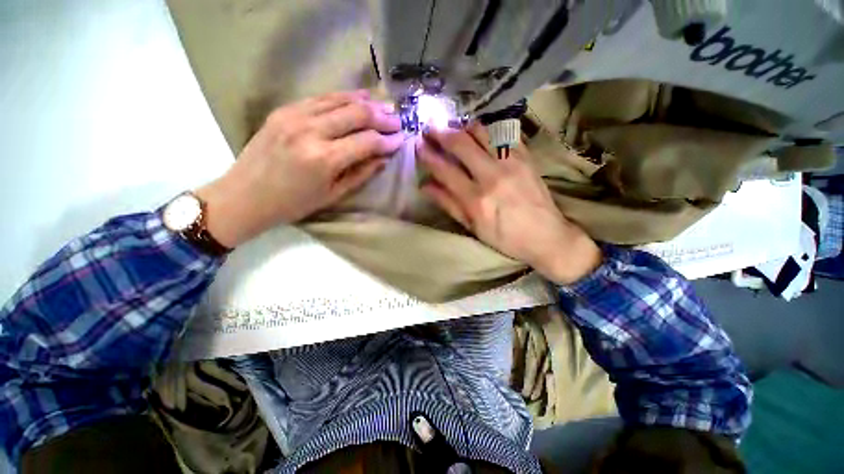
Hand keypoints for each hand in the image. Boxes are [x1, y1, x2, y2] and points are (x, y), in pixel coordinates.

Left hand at [197, 90, 402, 246]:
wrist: (245, 195)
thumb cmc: (294, 203)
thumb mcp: (333, 194)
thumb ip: (361, 173)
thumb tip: (383, 158)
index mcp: (325, 159)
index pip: (367, 142)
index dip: (387, 140)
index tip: (401, 140)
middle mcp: (311, 131)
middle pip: (356, 115)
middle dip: (382, 117)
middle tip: (397, 121)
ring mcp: (295, 115)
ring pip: (340, 100)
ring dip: (366, 103)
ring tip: (384, 106)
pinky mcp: (284, 109)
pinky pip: (320, 98)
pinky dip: (343, 97)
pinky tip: (358, 97)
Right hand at [417, 123, 600, 283]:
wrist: (546, 236)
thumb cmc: (505, 237)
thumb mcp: (473, 227)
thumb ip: (449, 204)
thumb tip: (425, 186)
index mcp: (476, 199)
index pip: (445, 170)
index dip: (428, 156)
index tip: (418, 144)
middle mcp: (492, 176)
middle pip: (461, 144)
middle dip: (441, 133)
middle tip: (430, 127)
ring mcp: (511, 163)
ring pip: (482, 132)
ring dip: (463, 127)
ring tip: (454, 128)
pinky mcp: (526, 157)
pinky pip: (504, 133)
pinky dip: (488, 130)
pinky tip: (480, 132)